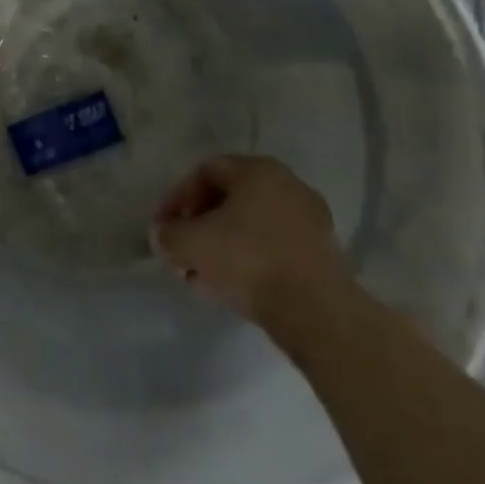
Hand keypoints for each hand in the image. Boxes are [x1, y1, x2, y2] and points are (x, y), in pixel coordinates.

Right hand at [152, 154, 349, 322]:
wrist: (317, 314)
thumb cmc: (247, 261)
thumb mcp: (188, 242)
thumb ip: (167, 233)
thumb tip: (164, 236)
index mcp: (258, 170)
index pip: (204, 172)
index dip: (176, 198)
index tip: (162, 228)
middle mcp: (287, 185)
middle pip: (228, 200)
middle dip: (198, 226)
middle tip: (180, 252)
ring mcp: (310, 220)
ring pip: (250, 226)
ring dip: (220, 246)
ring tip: (200, 276)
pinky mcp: (322, 254)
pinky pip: (273, 247)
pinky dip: (247, 260)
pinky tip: (230, 287)